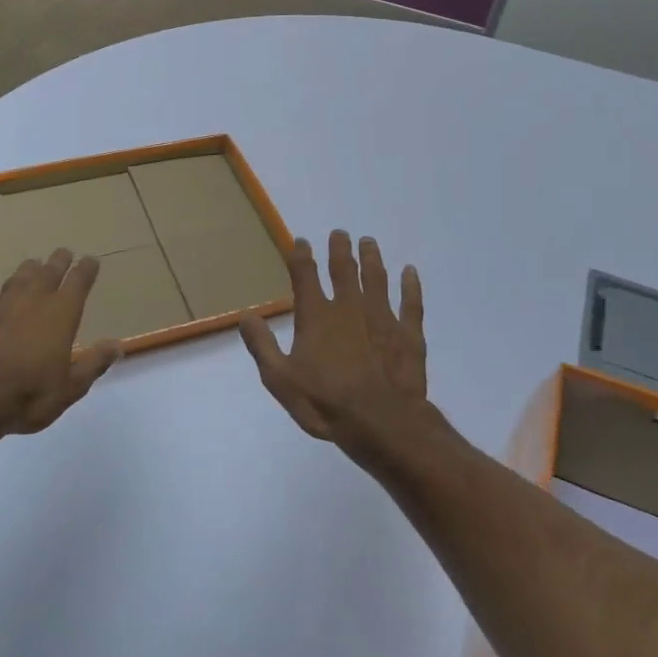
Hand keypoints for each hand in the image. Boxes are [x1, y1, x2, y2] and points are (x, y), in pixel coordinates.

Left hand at [0, 248, 120, 440]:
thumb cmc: (29, 395)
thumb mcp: (71, 387)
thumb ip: (94, 363)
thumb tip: (117, 345)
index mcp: (61, 313)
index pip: (79, 282)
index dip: (86, 269)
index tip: (91, 260)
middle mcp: (32, 301)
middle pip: (48, 272)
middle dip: (58, 261)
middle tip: (64, 253)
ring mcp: (0, 307)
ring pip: (17, 279)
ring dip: (27, 270)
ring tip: (33, 264)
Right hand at [239, 231, 450, 463]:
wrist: (380, 422)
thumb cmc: (325, 403)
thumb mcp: (280, 379)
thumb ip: (262, 345)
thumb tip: (246, 316)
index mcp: (316, 316)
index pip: (305, 275)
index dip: (301, 255)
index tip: (302, 241)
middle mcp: (349, 308)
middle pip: (344, 270)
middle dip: (340, 249)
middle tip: (340, 233)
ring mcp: (382, 317)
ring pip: (377, 278)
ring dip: (371, 258)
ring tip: (368, 242)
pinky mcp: (409, 334)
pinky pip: (411, 302)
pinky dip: (411, 285)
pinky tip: (411, 272)